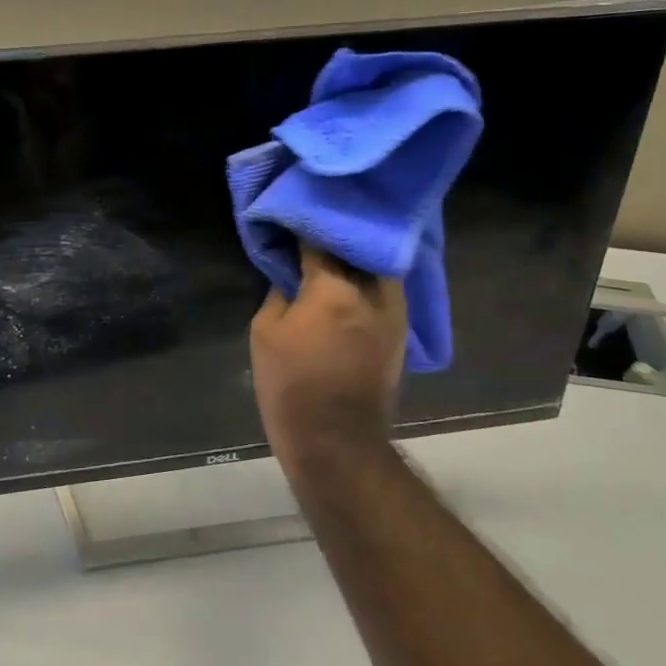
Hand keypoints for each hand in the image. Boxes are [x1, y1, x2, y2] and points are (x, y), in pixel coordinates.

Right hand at [251, 247, 406, 468]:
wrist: (336, 441)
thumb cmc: (291, 385)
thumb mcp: (265, 332)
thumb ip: (279, 292)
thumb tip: (289, 275)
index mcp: (334, 288)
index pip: (318, 241)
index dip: (301, 230)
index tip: (288, 223)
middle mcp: (372, 292)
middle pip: (356, 248)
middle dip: (335, 239)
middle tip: (313, 235)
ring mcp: (393, 312)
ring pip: (377, 268)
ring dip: (356, 259)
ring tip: (334, 256)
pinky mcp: (401, 332)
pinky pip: (385, 291)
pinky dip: (368, 281)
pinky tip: (350, 284)